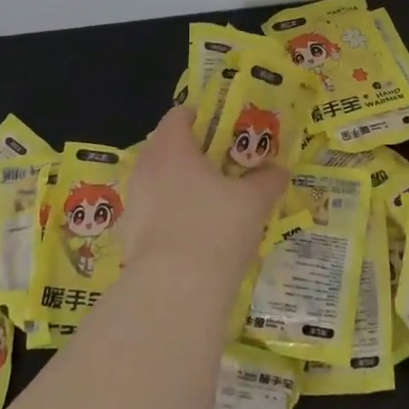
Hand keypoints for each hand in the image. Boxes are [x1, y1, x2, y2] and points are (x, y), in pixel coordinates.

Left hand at [124, 107, 289, 289]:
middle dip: (192, 154)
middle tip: (223, 166)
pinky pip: (153, 214)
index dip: (201, 117)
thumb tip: (280, 170)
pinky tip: (195, 235)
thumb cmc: (215, 228)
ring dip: (180, 186)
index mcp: (171, 147)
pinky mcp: (129, 238)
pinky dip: (171, 216)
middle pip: (165, 147)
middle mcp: (145, 168)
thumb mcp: (253, 201)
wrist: (173, 293)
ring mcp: (133, 204)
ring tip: (211, 202)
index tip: (225, 130)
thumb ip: (267, 180)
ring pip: (158, 182)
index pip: (179, 115)